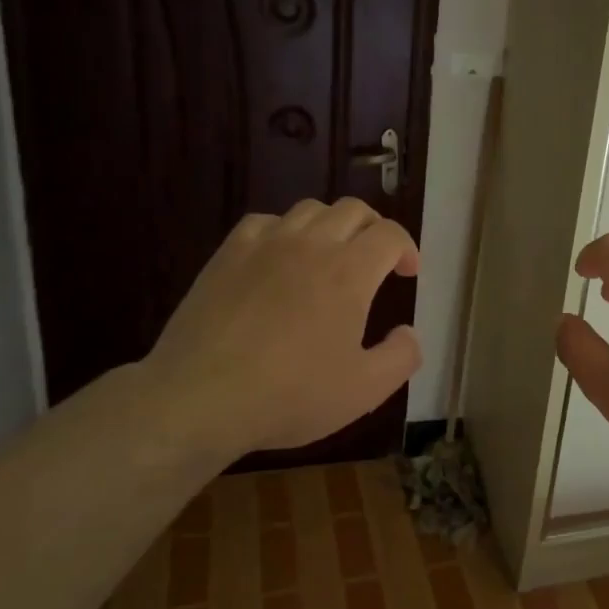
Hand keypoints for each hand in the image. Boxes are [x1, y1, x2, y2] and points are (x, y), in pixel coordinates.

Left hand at [141, 199, 421, 459]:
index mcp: (349, 272)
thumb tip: (409, 332)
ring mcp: (264, 245)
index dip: (407, 249)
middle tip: (377, 260)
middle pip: (353, 211)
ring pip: (309, 209)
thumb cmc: (291, 395)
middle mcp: (311, 245)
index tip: (408, 273)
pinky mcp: (227, 255)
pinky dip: (285, 230)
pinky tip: (281, 258)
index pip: (389, 235)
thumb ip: (401, 356)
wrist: (200, 398)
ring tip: (331, 256)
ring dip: (332, 225)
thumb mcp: (365, 390)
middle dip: (374, 229)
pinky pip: (265, 222)